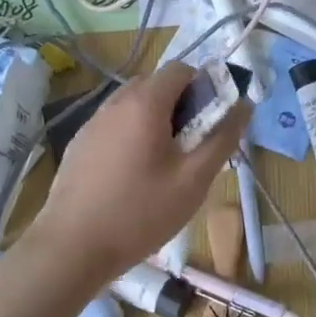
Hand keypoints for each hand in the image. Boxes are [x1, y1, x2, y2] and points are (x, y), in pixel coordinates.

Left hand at [28, 61, 251, 282]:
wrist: (71, 247)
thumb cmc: (140, 213)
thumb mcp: (193, 180)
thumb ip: (222, 138)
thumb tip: (244, 105)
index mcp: (145, 103)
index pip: (181, 69)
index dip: (203, 87)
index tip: (210, 122)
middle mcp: (115, 102)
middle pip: (156, 84)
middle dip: (180, 105)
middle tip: (191, 146)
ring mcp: (92, 122)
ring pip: (133, 105)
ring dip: (155, 120)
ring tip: (163, 164)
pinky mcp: (79, 143)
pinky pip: (114, 124)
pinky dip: (131, 135)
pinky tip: (132, 176)